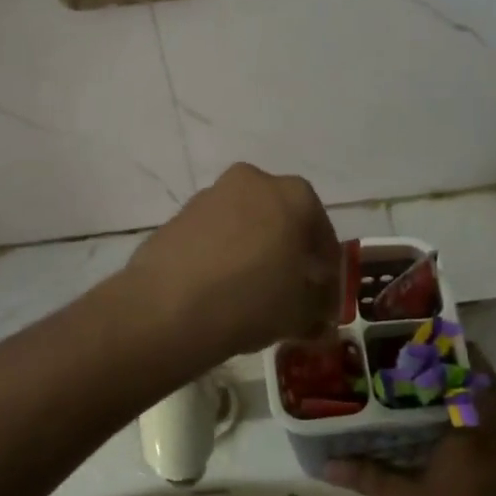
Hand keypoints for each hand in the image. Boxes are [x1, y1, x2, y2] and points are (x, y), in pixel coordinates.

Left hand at [122, 163, 339, 362]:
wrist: (169, 307)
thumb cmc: (252, 299)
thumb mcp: (301, 312)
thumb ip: (318, 306)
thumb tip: (318, 309)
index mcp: (294, 194)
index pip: (321, 230)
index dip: (326, 265)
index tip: (325, 292)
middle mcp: (252, 182)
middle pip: (280, 218)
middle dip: (287, 249)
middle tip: (289, 286)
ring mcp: (209, 196)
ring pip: (243, 223)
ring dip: (252, 249)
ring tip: (251, 291)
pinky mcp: (177, 216)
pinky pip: (212, 235)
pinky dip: (220, 255)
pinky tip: (218, 288)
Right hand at [326, 349, 495, 495]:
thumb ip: (364, 472)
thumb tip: (327, 462)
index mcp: (475, 438)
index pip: (482, 380)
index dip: (466, 355)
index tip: (439, 337)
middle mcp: (493, 447)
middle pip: (482, 396)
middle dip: (455, 375)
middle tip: (416, 359)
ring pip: (480, 420)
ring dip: (455, 403)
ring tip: (415, 389)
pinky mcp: (493, 489)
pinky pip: (477, 443)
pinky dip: (456, 428)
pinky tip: (423, 433)